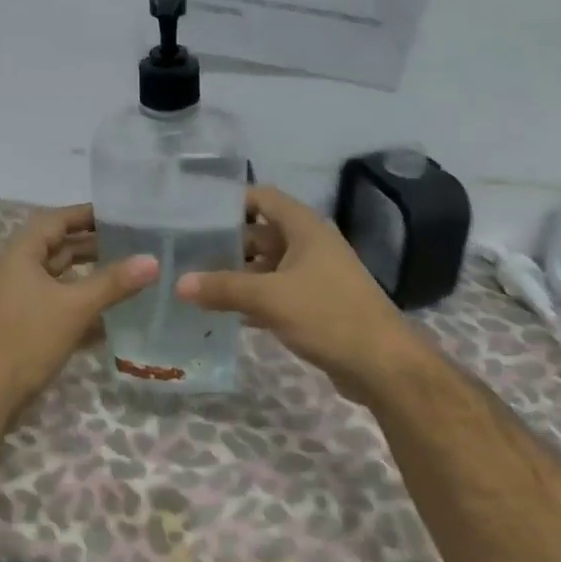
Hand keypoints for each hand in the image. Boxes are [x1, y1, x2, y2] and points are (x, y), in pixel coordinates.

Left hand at [0, 204, 158, 416]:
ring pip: (61, 278)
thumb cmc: (28, 338)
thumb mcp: (75, 306)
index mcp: (22, 254)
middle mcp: (19, 270)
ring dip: (91, 275)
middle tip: (133, 244)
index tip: (121, 214)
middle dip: (94, 245)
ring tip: (129, 274)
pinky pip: (60, 304)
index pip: (56, 220)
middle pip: (59, 248)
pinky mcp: (27, 325)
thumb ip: (114, 282)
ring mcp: (22, 299)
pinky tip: (113, 313)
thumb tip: (153, 260)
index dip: (87, 214)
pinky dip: (83, 303)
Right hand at [176, 186, 430, 401]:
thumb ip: (223, 288)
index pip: (262, 198)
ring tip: (194, 284)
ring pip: (266, 267)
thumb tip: (179, 283)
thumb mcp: (270, 298)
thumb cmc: (328, 315)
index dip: (230, 201)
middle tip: (183, 254)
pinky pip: (275, 294)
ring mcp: (313, 276)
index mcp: (305, 228)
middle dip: (225, 244)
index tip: (194, 213)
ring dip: (236, 276)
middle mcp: (309, 245)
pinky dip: (251, 300)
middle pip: (260, 234)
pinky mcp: (314, 305)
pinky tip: (222, 314)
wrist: (381, 363)